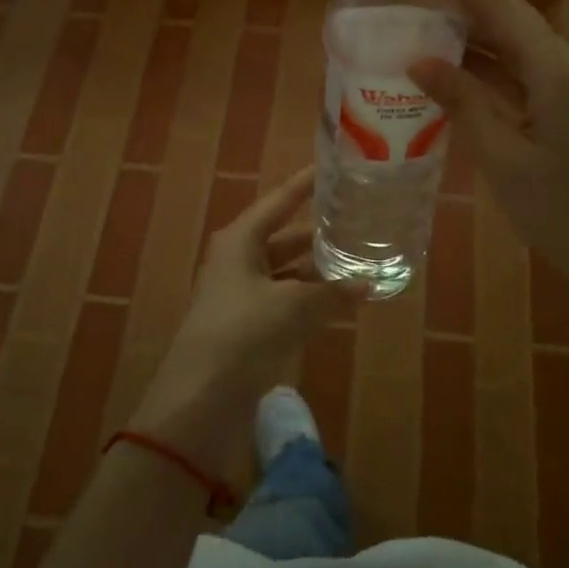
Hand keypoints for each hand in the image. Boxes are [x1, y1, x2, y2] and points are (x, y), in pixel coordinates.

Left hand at [129, 167, 356, 468]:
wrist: (200, 399)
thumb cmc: (243, 332)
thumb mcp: (293, 306)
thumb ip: (332, 291)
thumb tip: (368, 282)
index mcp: (240, 240)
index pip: (278, 201)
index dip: (304, 185)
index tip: (330, 168)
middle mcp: (238, 260)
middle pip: (284, 237)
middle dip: (318, 233)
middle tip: (356, 220)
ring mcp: (241, 295)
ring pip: (287, 272)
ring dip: (317, 270)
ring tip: (358, 260)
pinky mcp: (247, 327)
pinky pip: (285, 301)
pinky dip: (310, 299)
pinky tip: (339, 301)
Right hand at [410, 0, 568, 296]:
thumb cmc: (561, 211)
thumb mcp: (502, 158)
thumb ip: (463, 103)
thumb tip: (419, 61)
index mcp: (560, 72)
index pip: (505, 9)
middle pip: (514, 22)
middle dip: (467, 5)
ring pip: (521, 48)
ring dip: (478, 37)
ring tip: (426, 24)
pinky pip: (529, 74)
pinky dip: (494, 69)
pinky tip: (457, 69)